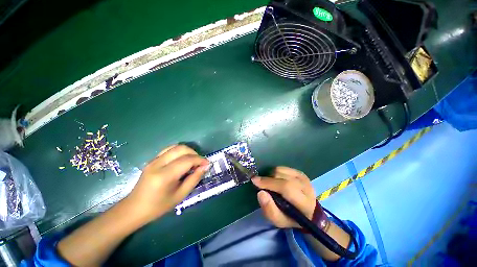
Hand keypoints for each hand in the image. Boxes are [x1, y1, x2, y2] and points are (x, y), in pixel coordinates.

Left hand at [126, 145, 208, 222]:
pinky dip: (179, 151)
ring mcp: (154, 160)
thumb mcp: (180, 195)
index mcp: (164, 176)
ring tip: (193, 160)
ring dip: (187, 151)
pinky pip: (169, 149)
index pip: (187, 160)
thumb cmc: (158, 206)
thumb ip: (194, 179)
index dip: (200, 160)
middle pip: (181, 149)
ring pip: (175, 146)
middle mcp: (158, 163)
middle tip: (200, 163)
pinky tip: (182, 159)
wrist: (134, 209)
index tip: (207, 164)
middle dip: (195, 153)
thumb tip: (205, 167)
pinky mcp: (152, 159)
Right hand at [252, 166, 316, 227]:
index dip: (269, 183)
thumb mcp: (279, 221)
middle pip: (281, 177)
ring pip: (280, 170)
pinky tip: (276, 180)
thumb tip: (260, 192)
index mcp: (304, 202)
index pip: (286, 187)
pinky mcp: (300, 172)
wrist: (308, 211)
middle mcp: (306, 187)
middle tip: (261, 185)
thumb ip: (269, 209)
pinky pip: (282, 167)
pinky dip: (275, 172)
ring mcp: (303, 177)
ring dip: (271, 176)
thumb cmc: (291, 218)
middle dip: (267, 180)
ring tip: (271, 185)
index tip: (254, 181)